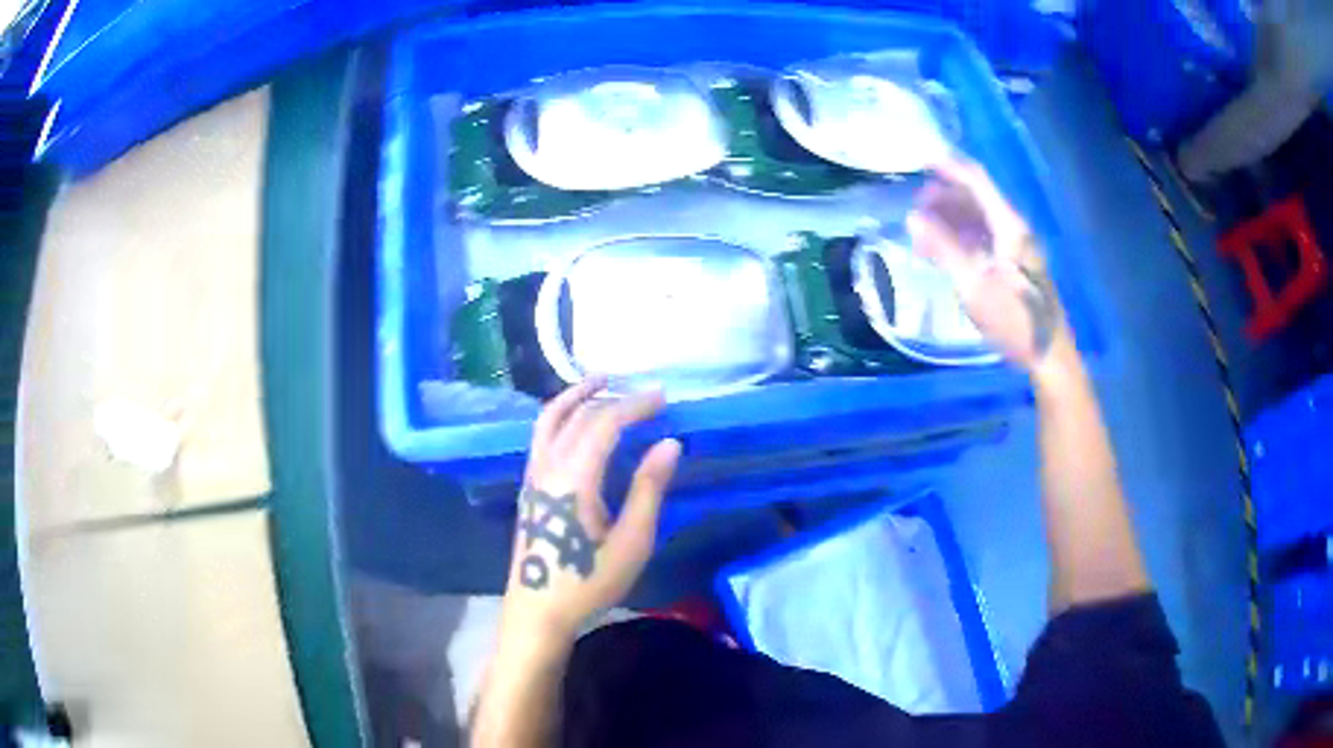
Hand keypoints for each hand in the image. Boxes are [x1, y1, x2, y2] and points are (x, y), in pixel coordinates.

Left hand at [500, 376, 681, 645]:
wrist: (538, 610)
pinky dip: (561, 415)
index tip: (663, 397)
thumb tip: (669, 444)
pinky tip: (577, 421)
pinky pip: (542, 435)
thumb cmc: (589, 581)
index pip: (604, 423)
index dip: (634, 405)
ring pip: (549, 419)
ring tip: (601, 383)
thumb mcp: (631, 541)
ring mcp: (533, 475)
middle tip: (645, 393)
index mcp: (574, 477)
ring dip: (576, 397)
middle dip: (612, 398)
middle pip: (577, 416)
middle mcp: (548, 466)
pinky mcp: (529, 486)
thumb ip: (649, 489)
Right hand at [907, 156, 1068, 371]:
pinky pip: (986, 239)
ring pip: (980, 219)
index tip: (919, 163)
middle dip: (945, 196)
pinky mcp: (1016, 265)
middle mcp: (1015, 229)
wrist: (1049, 355)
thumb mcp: (974, 286)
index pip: (977, 181)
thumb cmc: (1014, 320)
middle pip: (977, 198)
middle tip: (916, 205)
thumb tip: (914, 218)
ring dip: (952, 219)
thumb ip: (944, 249)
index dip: (948, 168)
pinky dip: (963, 238)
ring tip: (923, 231)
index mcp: (1009, 226)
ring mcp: (1017, 247)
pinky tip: (945, 252)